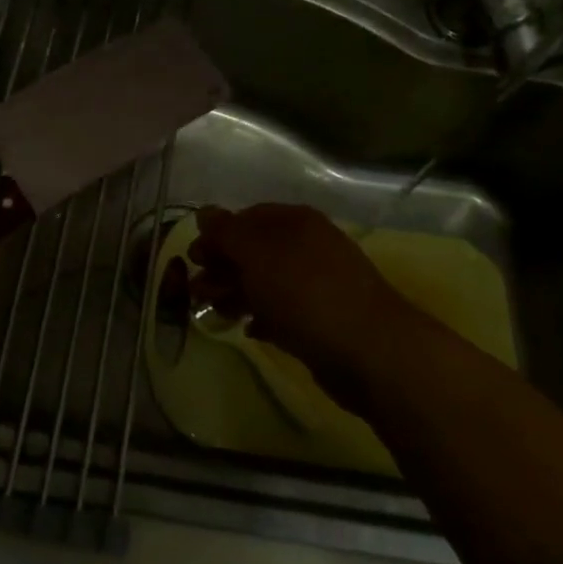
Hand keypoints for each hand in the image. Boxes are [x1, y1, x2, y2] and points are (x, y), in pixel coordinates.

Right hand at [188, 204, 409, 406]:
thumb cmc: (305, 292)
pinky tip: (248, 329)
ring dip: (236, 293)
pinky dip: (262, 317)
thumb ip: (226, 232)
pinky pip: (282, 312)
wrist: (370, 351)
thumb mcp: (257, 254)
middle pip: (254, 251)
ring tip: (215, 313)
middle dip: (222, 267)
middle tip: (196, 290)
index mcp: (295, 222)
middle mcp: (307, 246)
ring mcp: (317, 284)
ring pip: (266, 282)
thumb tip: (204, 212)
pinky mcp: (322, 321)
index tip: (192, 259)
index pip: (247, 218)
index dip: (217, 235)